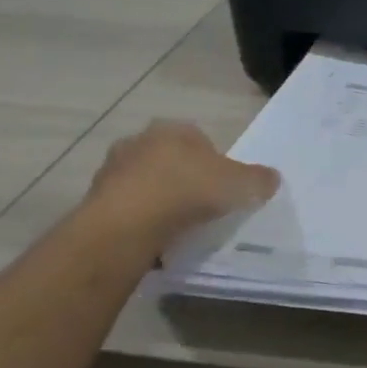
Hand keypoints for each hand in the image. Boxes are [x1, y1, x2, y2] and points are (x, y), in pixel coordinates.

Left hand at [86, 121, 277, 240]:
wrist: (126, 224)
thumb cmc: (187, 191)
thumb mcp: (239, 185)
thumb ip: (258, 179)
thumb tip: (272, 178)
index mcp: (174, 129)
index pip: (199, 139)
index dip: (213, 163)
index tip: (221, 188)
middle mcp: (139, 141)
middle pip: (169, 159)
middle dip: (182, 178)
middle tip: (199, 205)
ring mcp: (112, 170)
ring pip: (144, 182)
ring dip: (157, 199)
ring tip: (176, 226)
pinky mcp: (94, 200)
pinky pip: (126, 208)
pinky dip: (138, 220)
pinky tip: (153, 238)